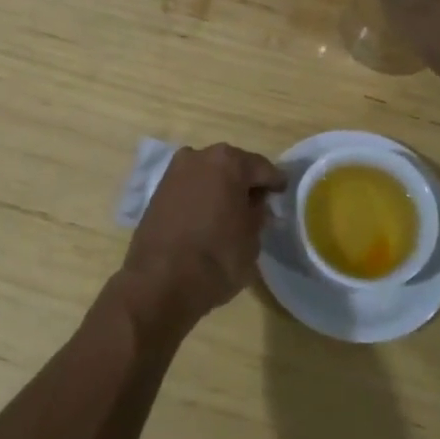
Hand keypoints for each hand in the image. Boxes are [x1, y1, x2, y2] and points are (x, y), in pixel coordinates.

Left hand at [121, 144, 285, 329]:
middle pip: (232, 166)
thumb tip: (256, 204)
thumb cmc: (216, 258)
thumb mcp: (252, 239)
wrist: (159, 282)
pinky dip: (200, 198)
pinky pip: (189, 188)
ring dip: (220, 189)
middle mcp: (199, 156)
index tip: (282, 194)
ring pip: (208, 175)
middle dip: (244, 183)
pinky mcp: (157, 191)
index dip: (275, 183)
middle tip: (257, 205)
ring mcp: (174, 172)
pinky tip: (208, 217)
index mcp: (228, 162)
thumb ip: (257, 214)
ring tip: (231, 213)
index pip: (262, 168)